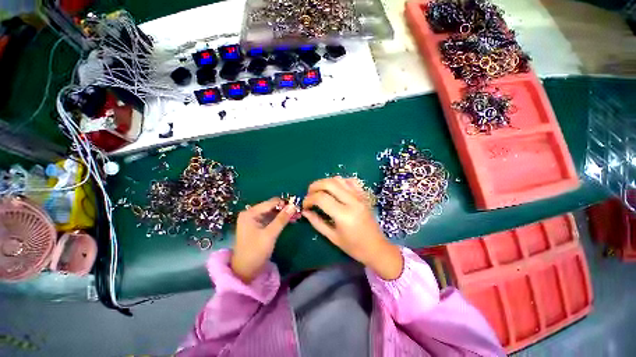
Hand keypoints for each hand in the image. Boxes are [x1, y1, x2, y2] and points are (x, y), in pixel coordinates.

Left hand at [231, 197, 296, 282]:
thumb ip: (282, 219)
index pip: (271, 203)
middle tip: (298, 212)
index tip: (297, 207)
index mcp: (250, 213)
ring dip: (284, 214)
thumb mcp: (270, 234)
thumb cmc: (255, 251)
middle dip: (285, 209)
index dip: (284, 204)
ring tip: (297, 216)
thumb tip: (293, 206)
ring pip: (273, 212)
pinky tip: (290, 220)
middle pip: (271, 207)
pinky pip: (271, 219)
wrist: (245, 270)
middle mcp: (251, 213)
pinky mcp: (258, 226)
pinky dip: (280, 219)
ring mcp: (254, 220)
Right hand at [302, 177, 402, 279]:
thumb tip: (305, 211)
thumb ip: (317, 222)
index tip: (305, 206)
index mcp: (343, 215)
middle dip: (314, 186)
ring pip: (339, 179)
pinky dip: (340, 181)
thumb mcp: (332, 237)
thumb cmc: (354, 246)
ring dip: (325, 182)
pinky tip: (335, 188)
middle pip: (329, 183)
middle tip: (309, 194)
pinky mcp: (363, 195)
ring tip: (319, 191)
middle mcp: (352, 201)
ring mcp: (359, 196)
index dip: (309, 199)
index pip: (321, 198)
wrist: (376, 247)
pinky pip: (350, 181)